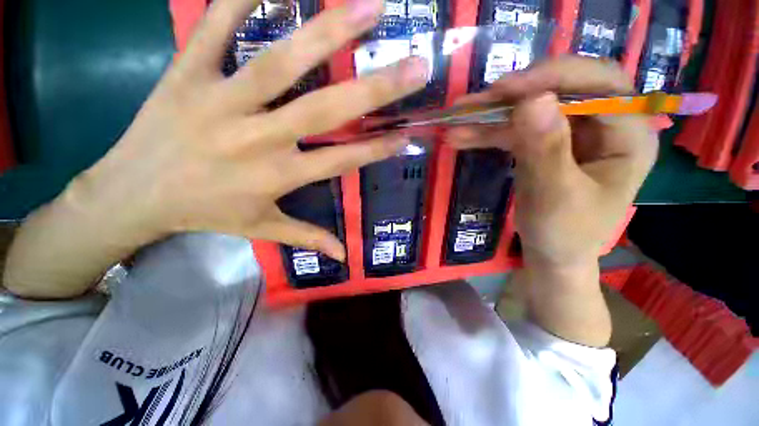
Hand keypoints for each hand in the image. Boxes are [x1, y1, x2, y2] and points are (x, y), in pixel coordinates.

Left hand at [70, 0, 428, 260]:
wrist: (132, 196)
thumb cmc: (205, 213)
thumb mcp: (261, 230)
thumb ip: (308, 238)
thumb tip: (343, 255)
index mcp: (277, 176)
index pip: (341, 160)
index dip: (376, 149)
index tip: (407, 135)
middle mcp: (258, 137)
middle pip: (326, 110)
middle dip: (375, 88)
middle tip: (415, 66)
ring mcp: (220, 100)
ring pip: (280, 62)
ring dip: (328, 33)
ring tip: (370, 8)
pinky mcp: (186, 73)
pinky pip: (215, 27)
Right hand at [447, 57, 657, 268]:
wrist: (551, 254)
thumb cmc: (564, 234)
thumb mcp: (555, 197)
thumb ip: (546, 150)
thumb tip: (532, 101)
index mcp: (629, 136)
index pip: (601, 85)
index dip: (554, 78)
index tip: (506, 89)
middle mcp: (605, 125)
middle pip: (564, 89)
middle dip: (519, 92)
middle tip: (480, 100)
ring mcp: (572, 133)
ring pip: (533, 108)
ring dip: (494, 114)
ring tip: (459, 117)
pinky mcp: (545, 143)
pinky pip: (517, 129)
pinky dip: (489, 132)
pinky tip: (462, 136)